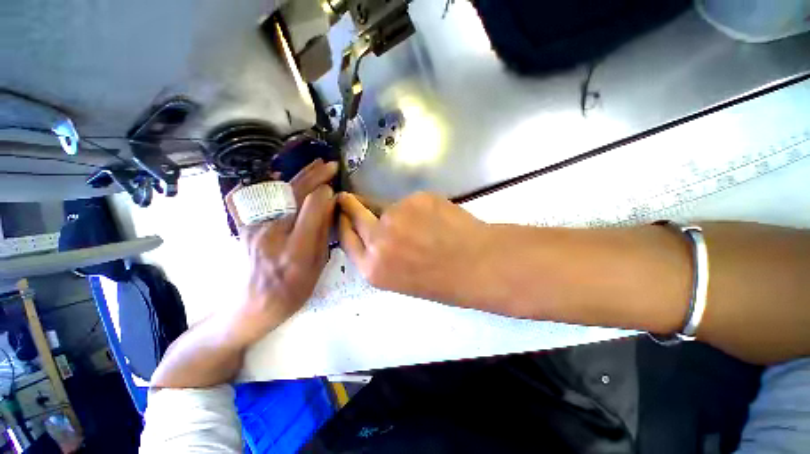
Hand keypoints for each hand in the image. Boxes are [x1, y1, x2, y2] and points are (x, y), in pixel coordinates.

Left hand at [225, 159, 337, 344]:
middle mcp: (272, 233)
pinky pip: (258, 198)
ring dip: (299, 176)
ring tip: (314, 164)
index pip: (312, 208)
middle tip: (330, 165)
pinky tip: (281, 174)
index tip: (335, 188)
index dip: (325, 193)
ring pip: (279, 193)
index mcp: (296, 249)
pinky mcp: (245, 226)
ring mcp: (254, 227)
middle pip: (295, 195)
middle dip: (315, 177)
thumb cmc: (293, 291)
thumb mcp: (318, 267)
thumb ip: (323, 234)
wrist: (252, 305)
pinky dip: (271, 183)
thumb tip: (330, 205)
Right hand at [337, 192, 494, 307]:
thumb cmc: (443, 280)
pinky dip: (418, 207)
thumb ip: (381, 255)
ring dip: (395, 211)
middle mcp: (377, 241)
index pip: (346, 238)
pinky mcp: (415, 199)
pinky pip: (410, 201)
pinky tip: (435, 219)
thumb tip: (373, 231)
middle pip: (355, 215)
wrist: (478, 265)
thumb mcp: (402, 278)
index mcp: (373, 268)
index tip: (342, 212)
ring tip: (420, 223)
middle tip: (348, 198)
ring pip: (387, 207)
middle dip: (350, 205)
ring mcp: (396, 216)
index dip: (343, 223)